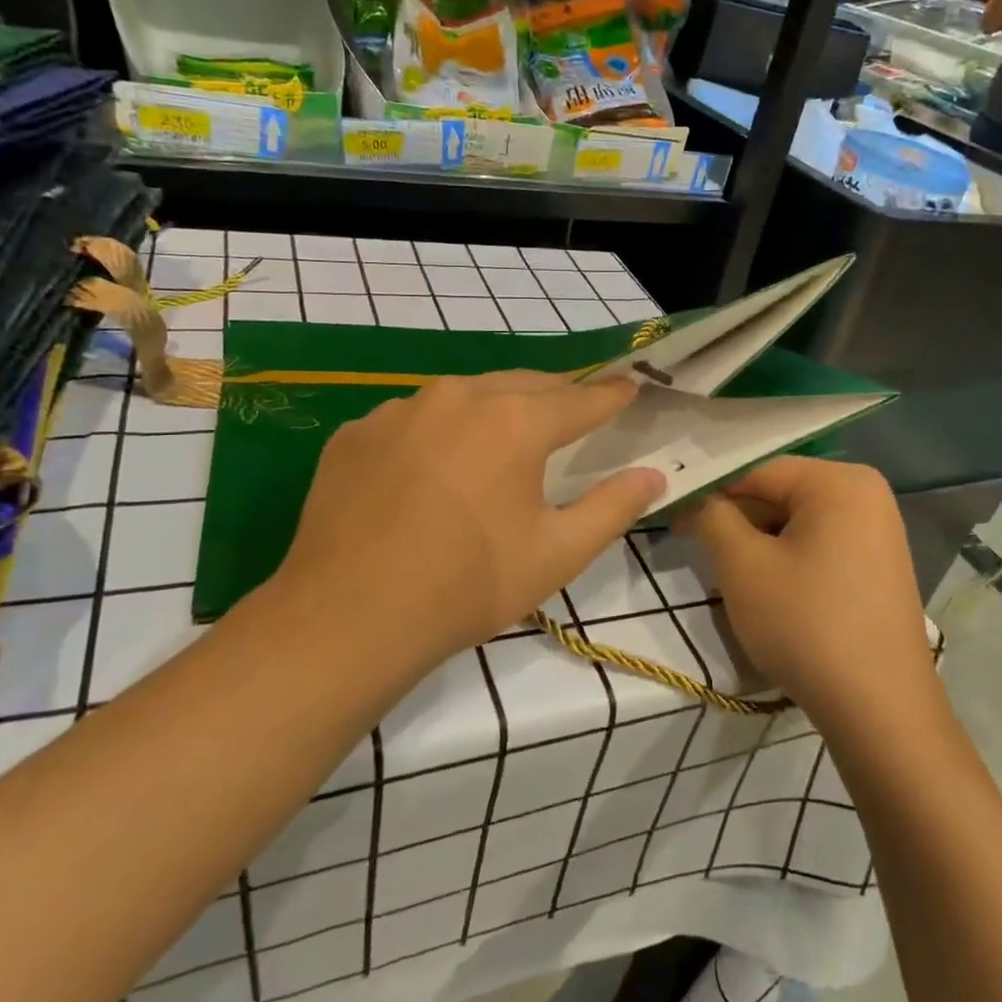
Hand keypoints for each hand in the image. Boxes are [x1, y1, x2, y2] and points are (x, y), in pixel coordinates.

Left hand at [271, 371, 664, 673]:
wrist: (349, 617)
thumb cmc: (468, 586)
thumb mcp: (557, 553)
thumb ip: (613, 507)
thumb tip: (652, 474)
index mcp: (515, 422)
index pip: (579, 399)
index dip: (610, 396)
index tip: (630, 387)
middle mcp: (458, 397)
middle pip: (523, 384)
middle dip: (556, 394)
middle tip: (576, 408)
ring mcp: (400, 409)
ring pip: (465, 394)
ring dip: (494, 407)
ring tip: (504, 435)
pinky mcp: (358, 432)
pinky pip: (414, 418)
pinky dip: (438, 431)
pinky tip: (432, 468)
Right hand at [688, 458, 932, 720]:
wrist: (879, 710)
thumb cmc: (805, 625)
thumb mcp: (743, 566)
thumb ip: (713, 518)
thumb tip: (701, 501)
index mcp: (840, 482)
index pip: (757, 471)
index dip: (711, 493)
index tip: (674, 519)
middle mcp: (867, 494)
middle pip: (780, 494)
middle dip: (737, 521)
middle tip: (697, 550)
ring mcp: (879, 531)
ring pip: (797, 523)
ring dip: (759, 544)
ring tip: (732, 578)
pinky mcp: (879, 566)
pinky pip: (821, 546)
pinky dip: (788, 560)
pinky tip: (771, 593)